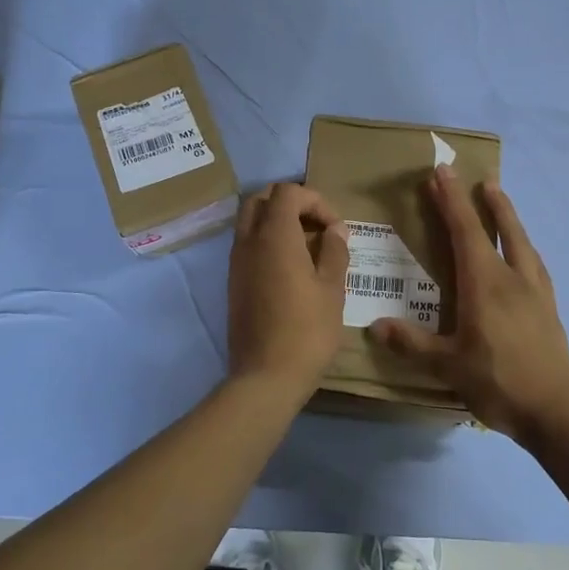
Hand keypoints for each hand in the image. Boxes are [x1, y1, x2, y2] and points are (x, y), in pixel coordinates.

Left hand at [227, 182, 349, 396]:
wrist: (265, 377)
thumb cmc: (307, 331)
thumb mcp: (333, 289)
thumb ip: (335, 252)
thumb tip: (334, 230)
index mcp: (274, 236)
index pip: (288, 192)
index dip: (315, 200)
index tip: (335, 228)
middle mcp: (248, 242)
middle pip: (261, 199)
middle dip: (290, 203)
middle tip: (316, 227)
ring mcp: (236, 263)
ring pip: (250, 222)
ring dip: (277, 222)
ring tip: (307, 247)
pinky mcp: (233, 283)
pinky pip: (247, 245)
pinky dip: (267, 242)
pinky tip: (291, 269)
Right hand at [376, 166, 568, 445]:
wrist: (557, 411)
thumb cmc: (498, 382)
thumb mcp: (448, 366)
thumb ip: (412, 344)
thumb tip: (375, 327)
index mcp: (485, 284)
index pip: (465, 231)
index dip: (451, 200)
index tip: (442, 172)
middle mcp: (513, 278)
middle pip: (501, 228)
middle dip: (486, 201)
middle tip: (478, 178)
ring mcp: (536, 292)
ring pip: (523, 243)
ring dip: (510, 218)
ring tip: (501, 201)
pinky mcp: (549, 308)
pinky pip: (535, 264)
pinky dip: (524, 247)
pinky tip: (525, 255)